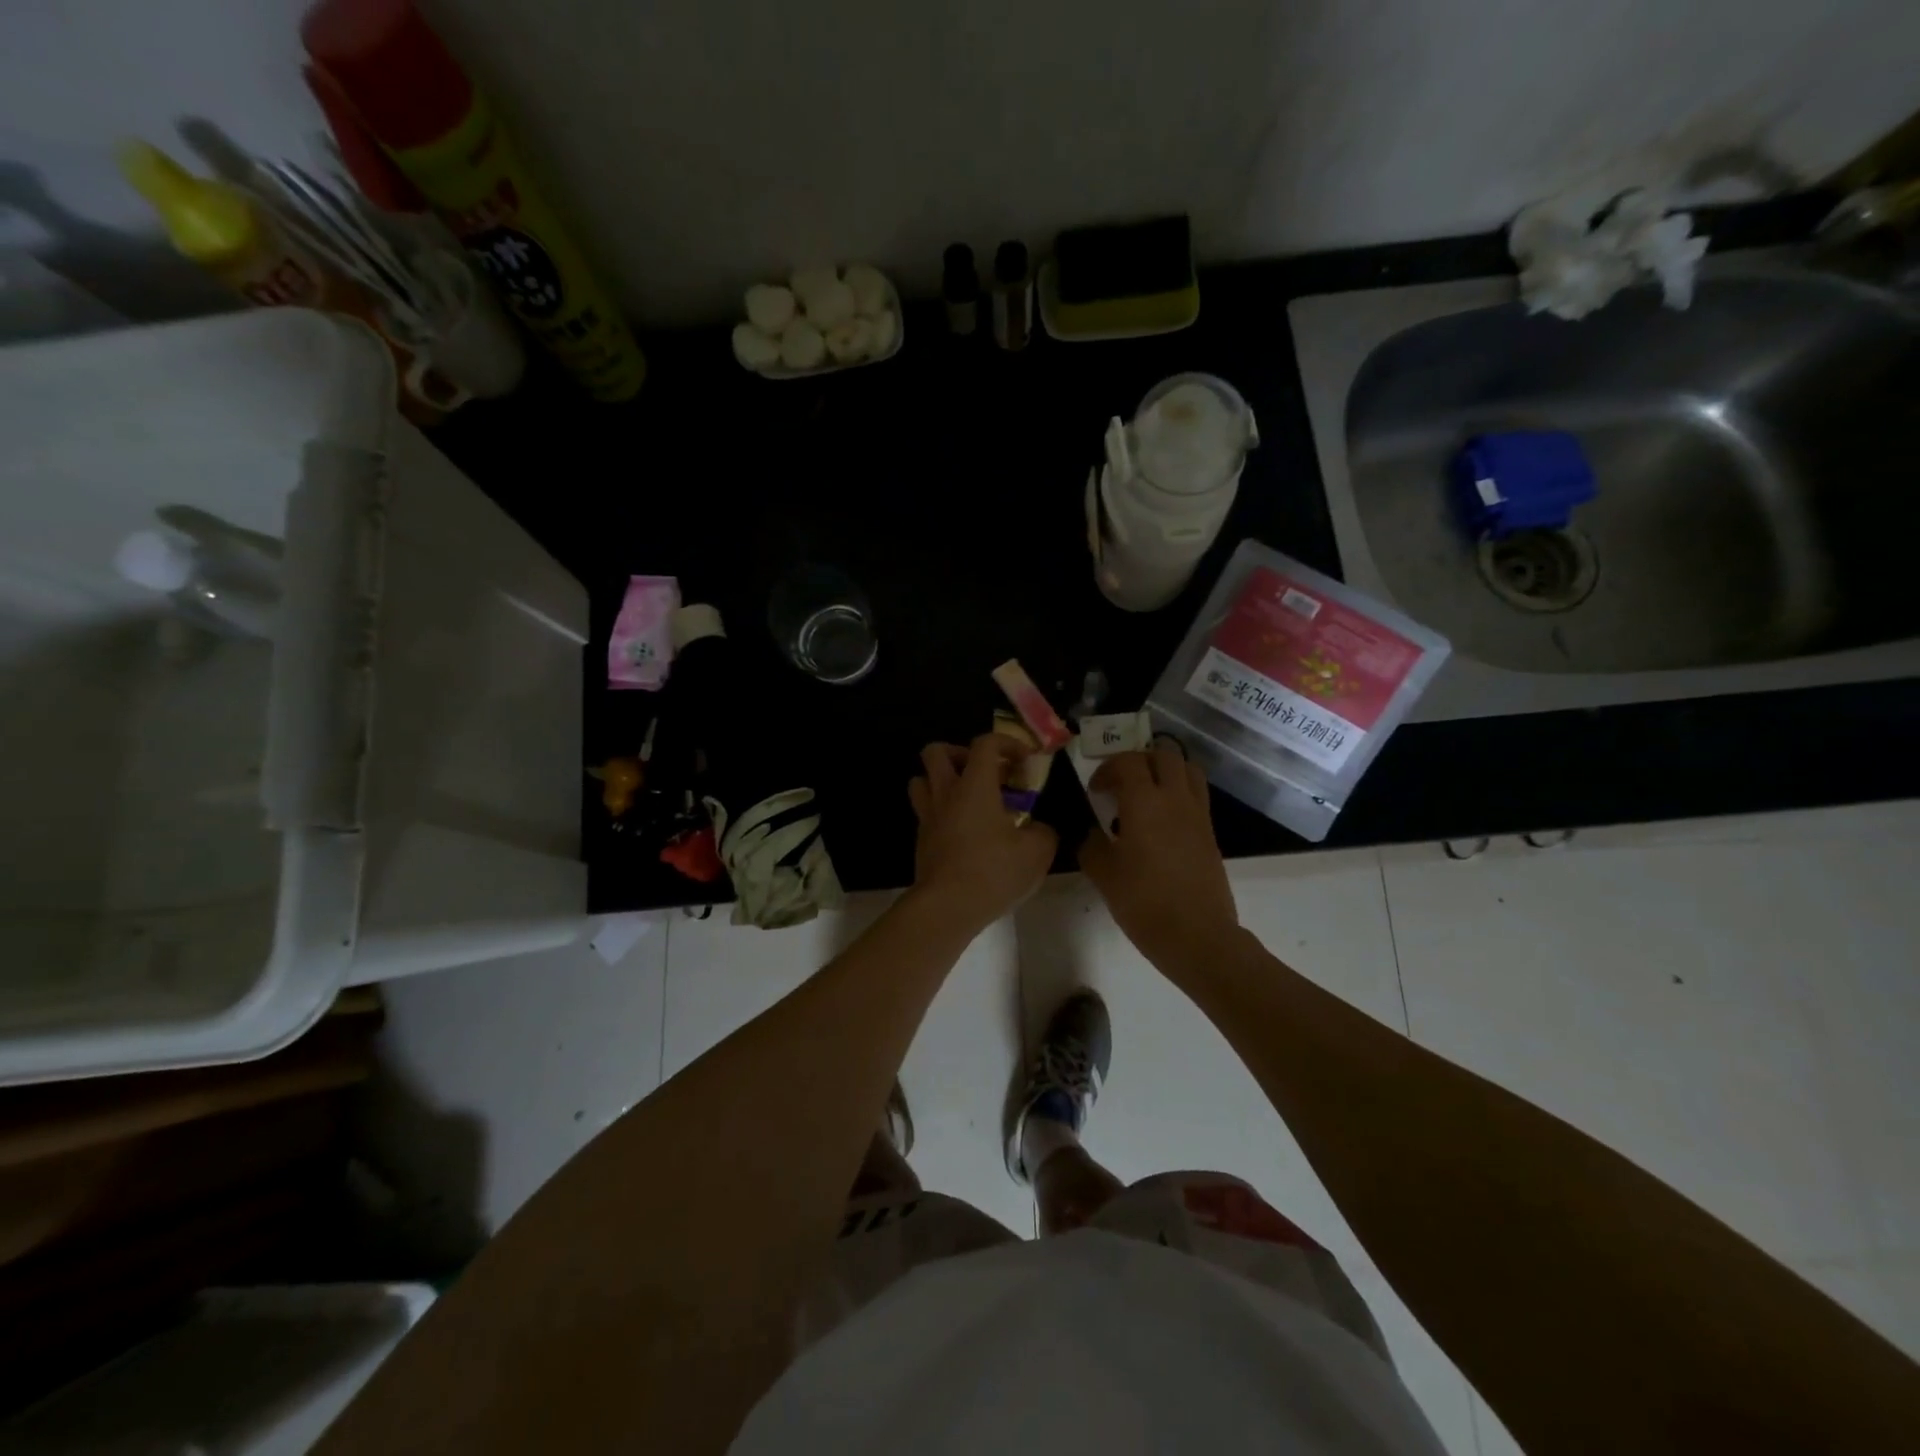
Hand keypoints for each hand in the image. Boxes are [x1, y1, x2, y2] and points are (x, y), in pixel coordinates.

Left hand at [908, 735, 1058, 930]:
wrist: (947, 907)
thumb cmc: (993, 871)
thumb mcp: (1037, 851)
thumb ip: (1043, 831)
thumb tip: (1038, 828)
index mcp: (974, 785)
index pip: (985, 743)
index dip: (1007, 743)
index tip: (1024, 761)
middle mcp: (945, 793)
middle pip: (936, 752)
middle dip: (960, 753)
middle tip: (984, 773)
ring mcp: (928, 817)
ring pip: (922, 780)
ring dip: (942, 781)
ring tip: (967, 798)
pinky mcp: (921, 841)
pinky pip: (926, 812)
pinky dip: (942, 812)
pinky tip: (964, 832)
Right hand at [1079, 744, 1239, 982]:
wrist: (1197, 936)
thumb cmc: (1144, 903)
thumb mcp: (1103, 875)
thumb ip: (1092, 845)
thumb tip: (1092, 833)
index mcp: (1145, 803)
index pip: (1128, 762)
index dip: (1108, 769)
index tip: (1096, 790)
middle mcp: (1175, 799)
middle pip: (1164, 754)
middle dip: (1139, 760)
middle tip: (1121, 783)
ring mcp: (1197, 814)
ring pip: (1187, 769)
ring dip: (1165, 770)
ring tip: (1146, 794)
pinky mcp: (1210, 833)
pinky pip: (1196, 794)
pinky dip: (1178, 792)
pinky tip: (1161, 821)